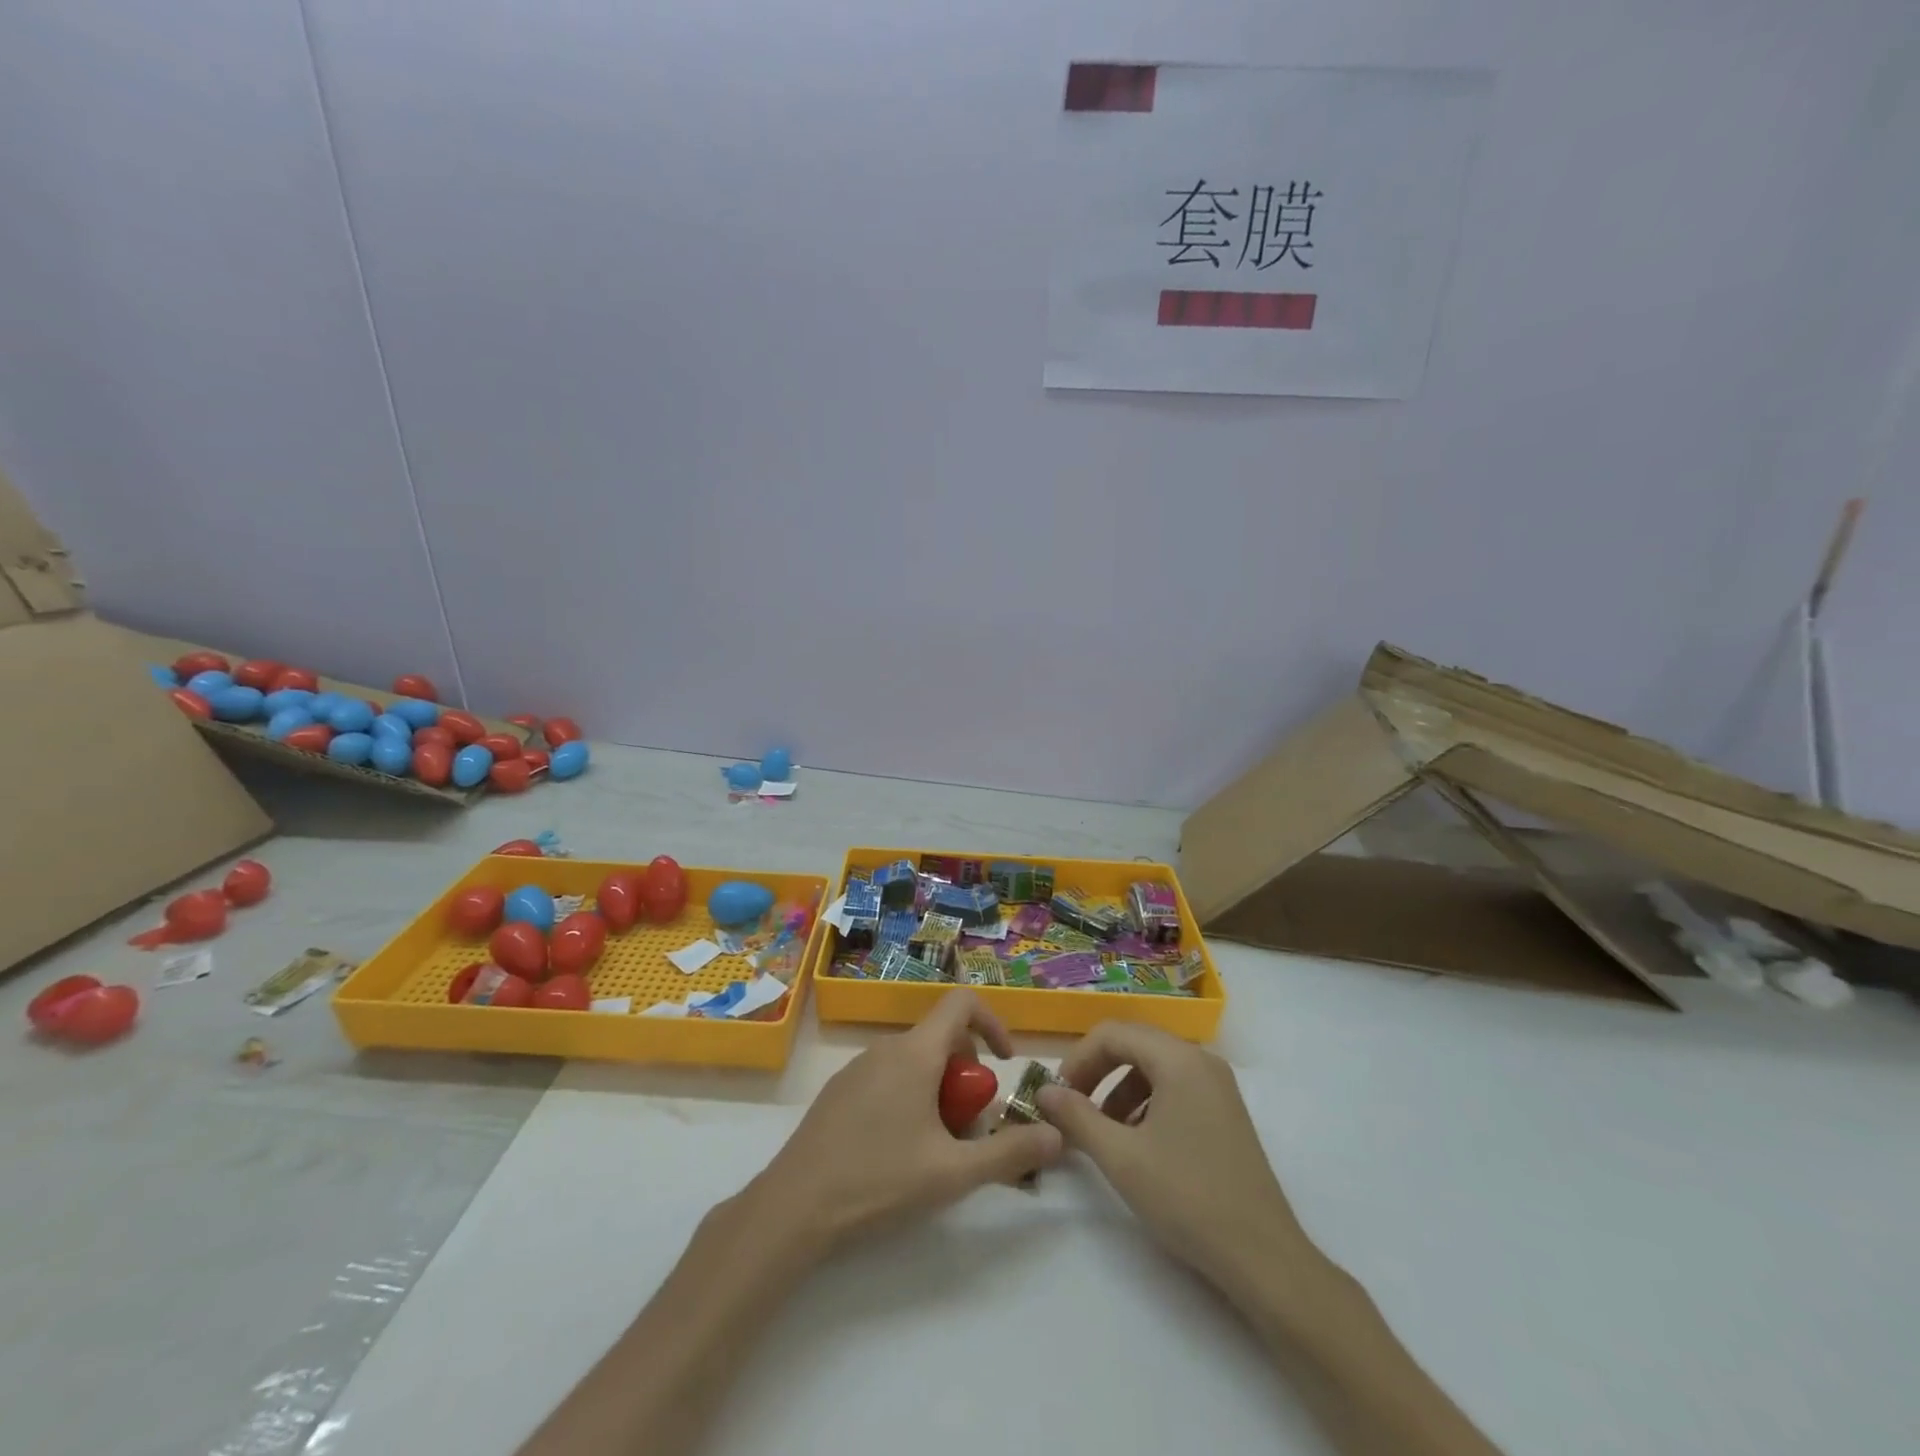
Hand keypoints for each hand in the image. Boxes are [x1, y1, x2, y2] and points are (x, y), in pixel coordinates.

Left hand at [750, 990, 1062, 1253]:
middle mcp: (887, 1048)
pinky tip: (897, 1151)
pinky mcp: (839, 1091)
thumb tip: (1058, 1136)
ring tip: (936, 1147)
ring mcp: (857, 1067)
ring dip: (938, 1090)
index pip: (962, 1004)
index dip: (992, 1023)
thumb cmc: (878, 1181)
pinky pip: (888, 1077)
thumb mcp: (953, 1173)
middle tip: (969, 1127)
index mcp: (916, 1053)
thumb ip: (1010, 1153)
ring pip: (914, 1061)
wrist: (793, 1207)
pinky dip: (909, 1097)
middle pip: (941, 1039)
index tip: (1004, 1063)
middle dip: (966, 1075)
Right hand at [1037, 1022, 1313, 1292]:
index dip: (1077, 1059)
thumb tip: (1043, 1091)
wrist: (1263, 1258)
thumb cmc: (1187, 1198)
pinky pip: (1174, 1087)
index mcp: (1178, 1059)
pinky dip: (1145, 1103)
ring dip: (1119, 1089)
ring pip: (1153, 1067)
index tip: (1057, 1095)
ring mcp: (1217, 1086)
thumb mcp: (1121, 1157)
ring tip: (1101, 1131)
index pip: (1112, 1033)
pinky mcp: (1225, 1112)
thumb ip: (1076, 1117)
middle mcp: (1200, 1060)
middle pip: (1133, 1043)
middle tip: (1072, 1107)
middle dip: (1096, 1071)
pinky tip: (1136, 1142)